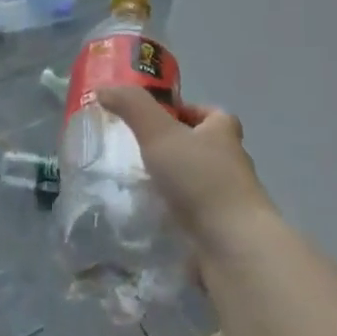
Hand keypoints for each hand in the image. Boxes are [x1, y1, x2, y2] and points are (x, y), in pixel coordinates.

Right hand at [97, 87, 272, 246]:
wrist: (232, 246)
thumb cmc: (200, 179)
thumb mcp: (160, 132)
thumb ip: (132, 106)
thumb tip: (104, 89)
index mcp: (224, 134)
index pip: (211, 113)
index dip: (186, 111)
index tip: (156, 117)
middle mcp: (231, 163)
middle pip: (202, 146)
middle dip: (174, 146)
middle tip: (136, 149)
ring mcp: (228, 199)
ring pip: (195, 181)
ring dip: (171, 181)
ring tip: (135, 182)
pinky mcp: (220, 229)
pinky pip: (192, 212)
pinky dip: (173, 210)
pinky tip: (148, 213)